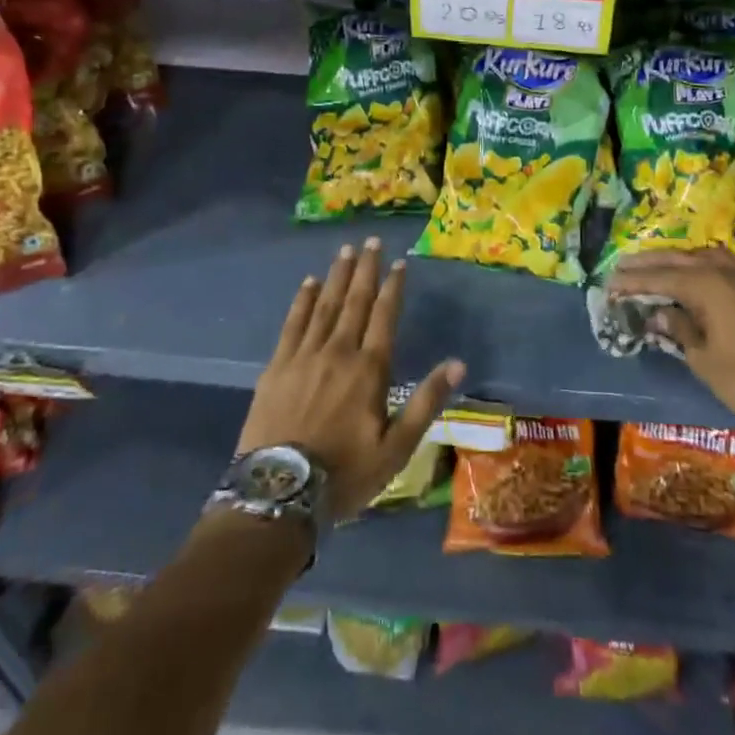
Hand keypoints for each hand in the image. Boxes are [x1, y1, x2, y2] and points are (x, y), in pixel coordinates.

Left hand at [237, 239, 465, 522]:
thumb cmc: (345, 474)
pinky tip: (309, 283)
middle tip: (370, 240)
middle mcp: (339, 351)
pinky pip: (293, 323)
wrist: (278, 493)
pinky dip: (303, 300)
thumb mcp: (397, 448)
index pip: (385, 316)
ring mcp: (304, 356)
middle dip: (365, 269)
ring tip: (345, 250)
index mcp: (369, 369)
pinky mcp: (277, 366)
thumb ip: (426, 402)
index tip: (399, 262)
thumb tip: (458, 364)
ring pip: (325, 305)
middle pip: (355, 301)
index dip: (393, 287)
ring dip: (337, 276)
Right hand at [608, 248, 734, 421]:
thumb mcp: (703, 359)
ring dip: (678, 259)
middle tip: (623, 264)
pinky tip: (701, 271)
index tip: (609, 283)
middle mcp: (723, 271)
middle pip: (678, 260)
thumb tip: (659, 313)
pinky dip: (705, 265)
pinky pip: (726, 265)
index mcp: (705, 285)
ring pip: (704, 256)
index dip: (632, 281)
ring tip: (659, 265)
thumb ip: (678, 329)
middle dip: (649, 263)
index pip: (659, 278)